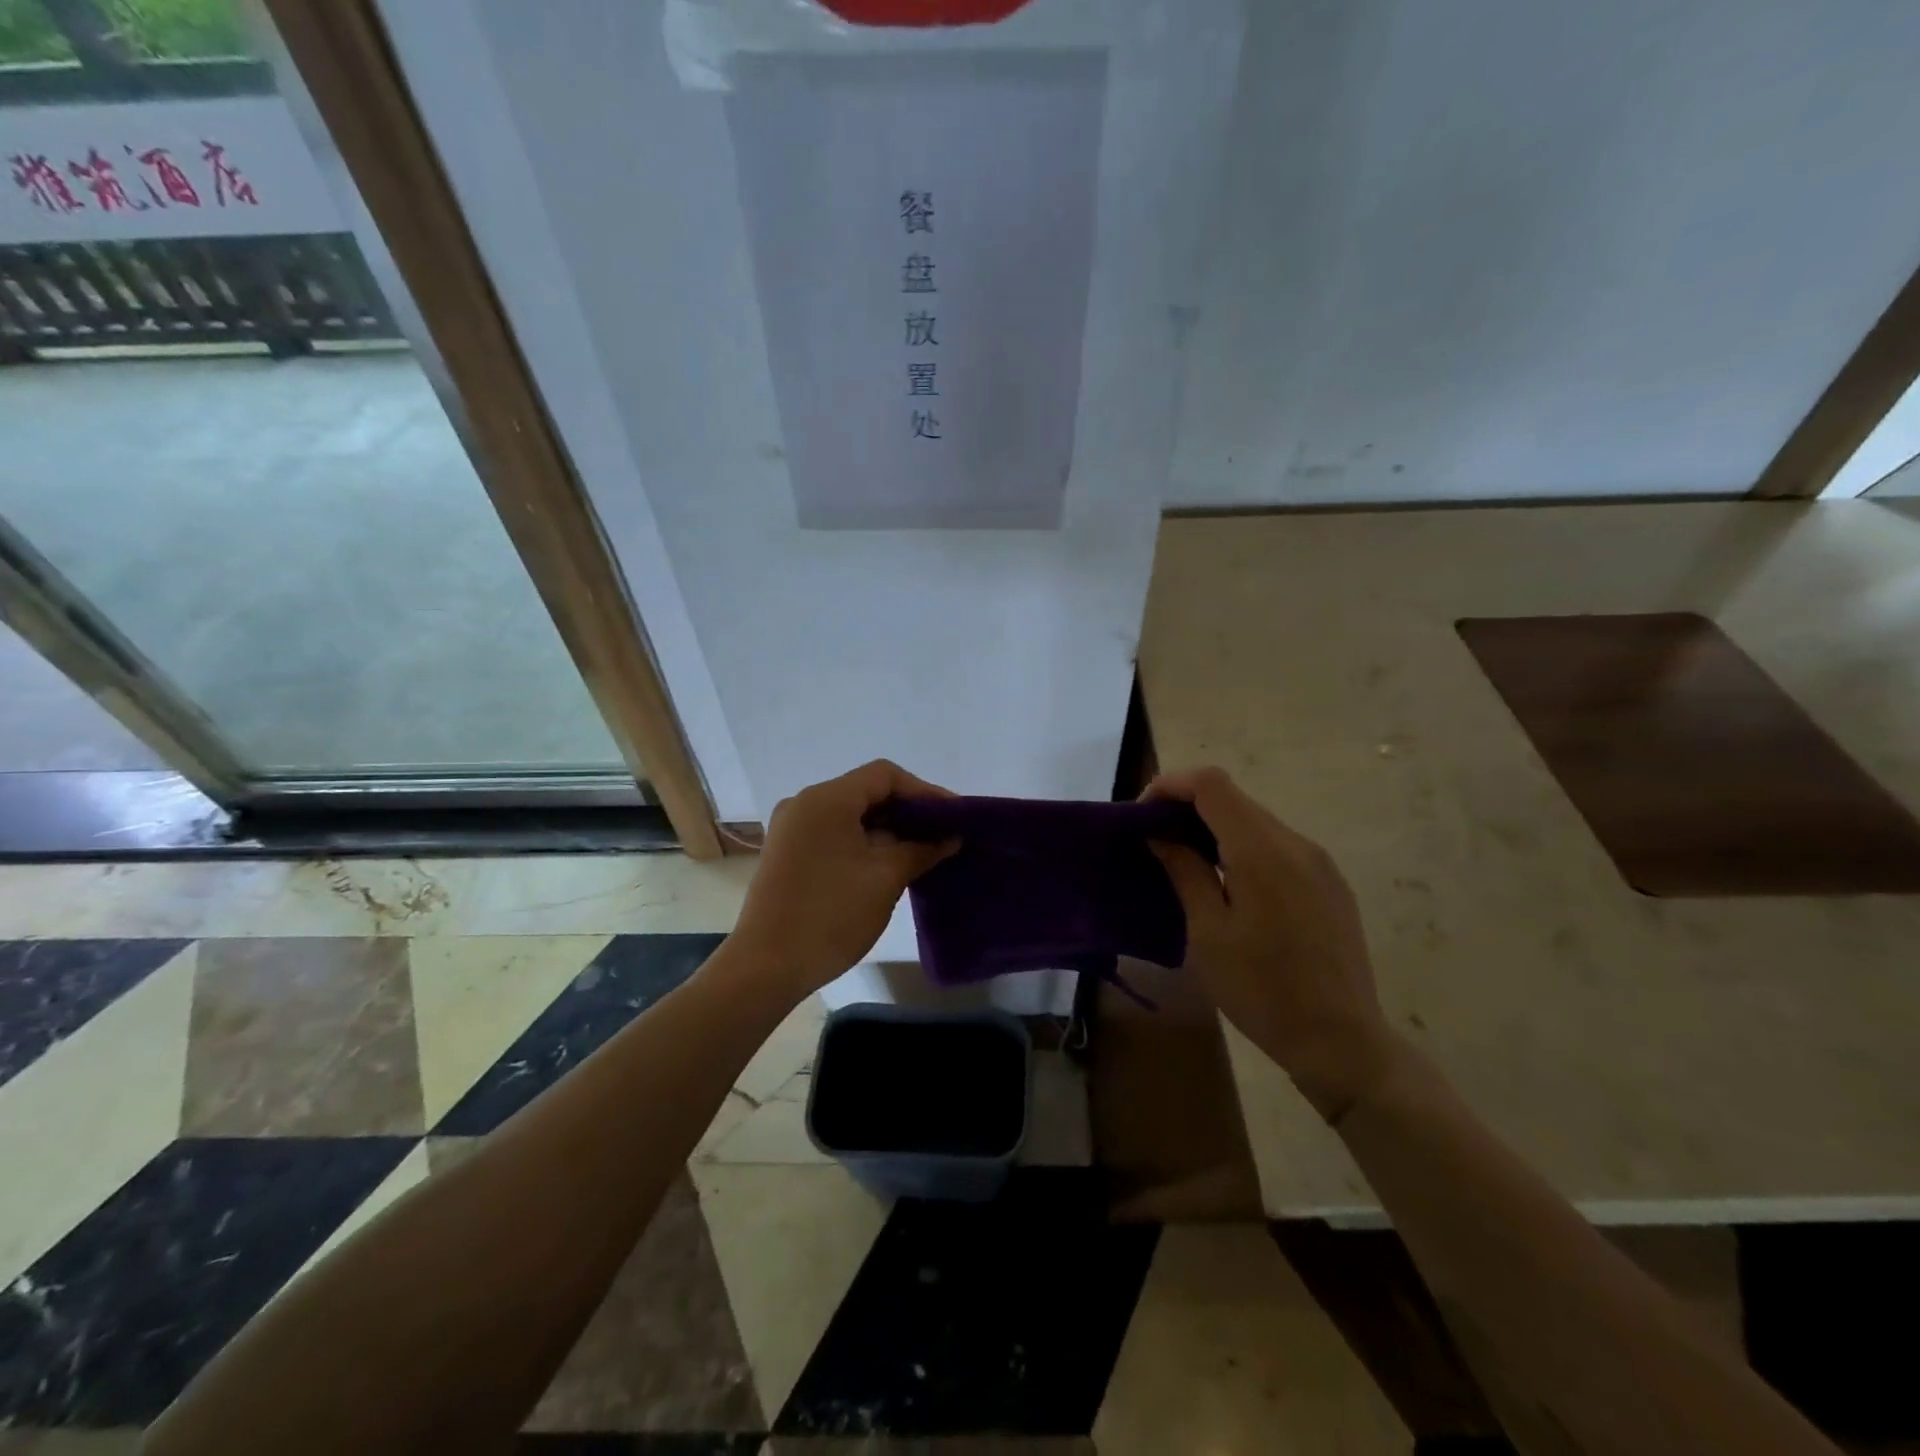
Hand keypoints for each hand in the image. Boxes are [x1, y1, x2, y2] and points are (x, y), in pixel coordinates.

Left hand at [728, 759, 959, 997]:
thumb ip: (922, 849)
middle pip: (867, 792)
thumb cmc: (831, 915)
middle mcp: (805, 804)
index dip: (924, 791)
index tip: (953, 817)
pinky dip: (865, 843)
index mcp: (826, 799)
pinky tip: (889, 865)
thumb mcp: (886, 878)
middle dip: (908, 812)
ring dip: (888, 830)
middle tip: (944, 836)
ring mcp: (792, 830)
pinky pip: (835, 834)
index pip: (885, 775)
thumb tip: (950, 837)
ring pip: (851, 816)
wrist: (766, 967)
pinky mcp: (788, 854)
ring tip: (923, 853)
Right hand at [1146, 766, 1398, 1122]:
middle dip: (1189, 807)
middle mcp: (1296, 843)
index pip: (1211, 784)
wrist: (1341, 1041)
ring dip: (1216, 829)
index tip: (1143, 815)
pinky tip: (1231, 886)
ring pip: (1256, 822)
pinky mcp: (1330, 883)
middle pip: (1234, 799)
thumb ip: (1185, 871)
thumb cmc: (1262, 990)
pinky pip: (1279, 846)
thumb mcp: (1208, 933)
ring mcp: (1319, 862)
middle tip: (1157, 841)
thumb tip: (1161, 834)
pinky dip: (1244, 848)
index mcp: (1262, 850)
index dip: (1171, 785)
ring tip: (1187, 863)